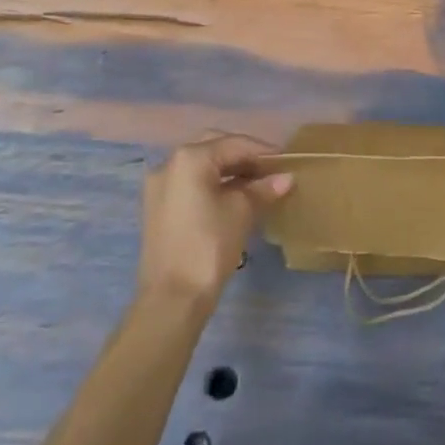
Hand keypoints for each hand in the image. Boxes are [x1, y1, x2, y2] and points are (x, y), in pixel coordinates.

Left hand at [138, 134, 291, 305]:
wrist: (171, 300)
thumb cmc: (208, 246)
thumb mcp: (241, 212)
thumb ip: (263, 188)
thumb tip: (286, 178)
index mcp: (190, 157)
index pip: (234, 144)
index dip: (263, 152)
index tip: (286, 162)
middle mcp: (169, 163)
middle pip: (214, 148)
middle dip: (243, 156)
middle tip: (269, 170)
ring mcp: (159, 186)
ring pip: (201, 166)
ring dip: (228, 171)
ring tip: (256, 185)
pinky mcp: (158, 208)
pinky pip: (190, 184)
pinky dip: (212, 184)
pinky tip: (233, 198)